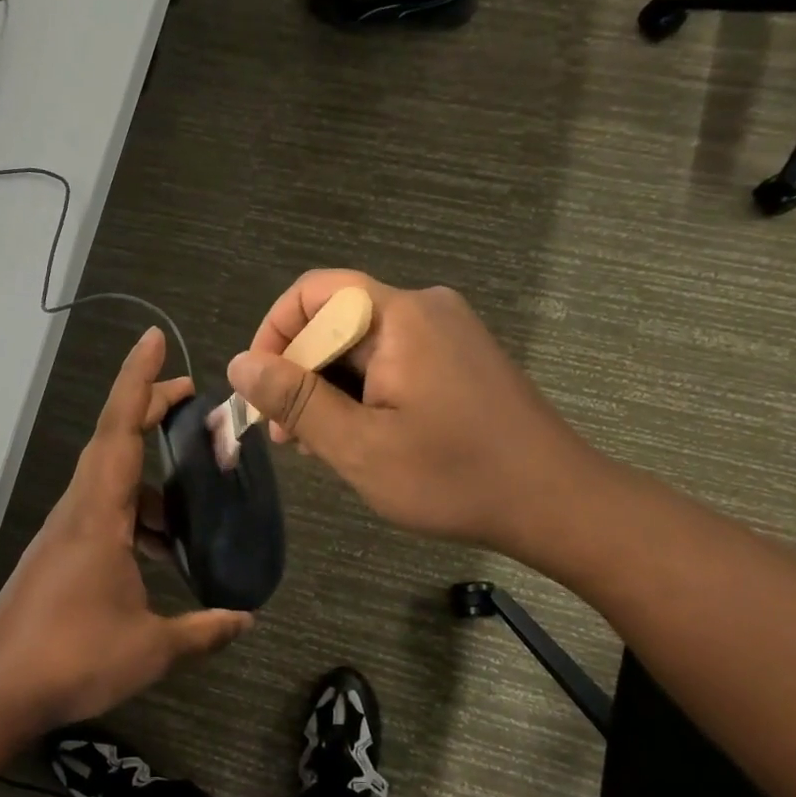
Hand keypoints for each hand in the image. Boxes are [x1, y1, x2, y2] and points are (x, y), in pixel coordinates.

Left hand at [0, 327, 252, 731]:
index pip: (120, 429)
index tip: (155, 340)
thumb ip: (203, 630)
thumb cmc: (73, 658)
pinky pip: (104, 514)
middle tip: (192, 400)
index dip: (139, 381)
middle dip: (150, 410)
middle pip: (114, 441)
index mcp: (100, 514)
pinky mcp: (60, 555)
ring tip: (193, 504)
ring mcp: (66, 532)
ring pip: (111, 482)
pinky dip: (136, 516)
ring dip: (150, 480)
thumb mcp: (151, 647)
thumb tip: (247, 619)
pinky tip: (161, 552)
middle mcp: (79, 510)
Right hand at [225, 271, 608, 563]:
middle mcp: (424, 308)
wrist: (556, 502)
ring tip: (321, 446)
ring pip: (360, 345)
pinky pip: (391, 359)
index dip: (273, 335)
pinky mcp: (459, 358)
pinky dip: (362, 392)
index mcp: (399, 316)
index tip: (260, 392)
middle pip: (335, 320)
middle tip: (288, 437)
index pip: (312, 294)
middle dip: (300, 373)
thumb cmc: (454, 476)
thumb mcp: (360, 445)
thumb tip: (239, 364)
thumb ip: (295, 400)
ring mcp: (447, 332)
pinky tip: (361, 436)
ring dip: (329, 388)